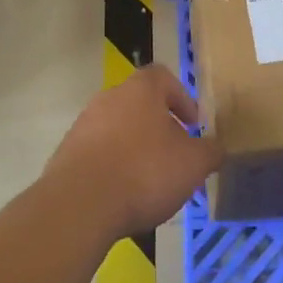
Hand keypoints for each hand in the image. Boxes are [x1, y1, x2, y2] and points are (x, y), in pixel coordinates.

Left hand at [41, 64, 220, 238]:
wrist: (79, 205)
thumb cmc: (144, 172)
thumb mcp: (193, 164)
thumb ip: (210, 151)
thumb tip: (215, 148)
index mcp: (140, 90)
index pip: (163, 77)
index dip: (182, 98)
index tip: (193, 126)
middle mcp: (109, 98)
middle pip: (139, 104)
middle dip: (160, 128)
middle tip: (175, 156)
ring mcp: (83, 125)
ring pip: (118, 129)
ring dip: (135, 148)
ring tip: (150, 181)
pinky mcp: (66, 154)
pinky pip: (98, 153)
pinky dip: (113, 167)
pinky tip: (123, 194)